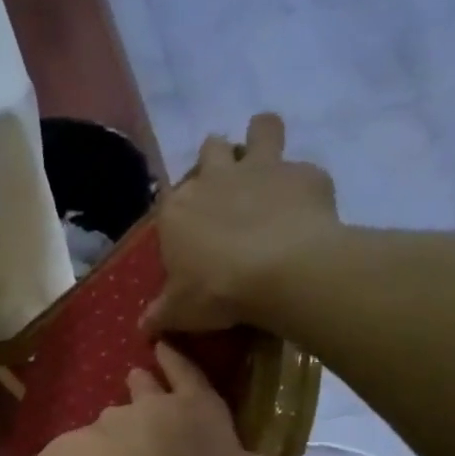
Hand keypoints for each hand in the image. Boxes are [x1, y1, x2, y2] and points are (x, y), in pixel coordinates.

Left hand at [56, 342, 326, 455]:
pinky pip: (87, 448)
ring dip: (117, 420)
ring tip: (114, 427)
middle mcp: (150, 410)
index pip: (191, 377)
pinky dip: (92, 454)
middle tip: (135, 374)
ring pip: (114, 417)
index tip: (164, 345)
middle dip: (144, 381)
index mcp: (197, 409)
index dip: (181, 364)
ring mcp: (109, 428)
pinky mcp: (80, 452)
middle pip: (145, 388)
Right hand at [143, 113, 340, 334]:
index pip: (170, 196)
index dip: (182, 208)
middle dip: (217, 159)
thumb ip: (161, 313)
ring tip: (269, 160)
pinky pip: (305, 171)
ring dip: (263, 136)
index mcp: (177, 209)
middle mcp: (215, 177)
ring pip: (261, 128)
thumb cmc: (216, 290)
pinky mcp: (306, 174)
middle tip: (228, 187)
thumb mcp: (179, 311)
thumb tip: (145, 327)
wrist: (282, 272)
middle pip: (211, 148)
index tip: (191, 228)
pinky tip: (309, 211)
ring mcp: (262, 169)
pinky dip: (305, 187)